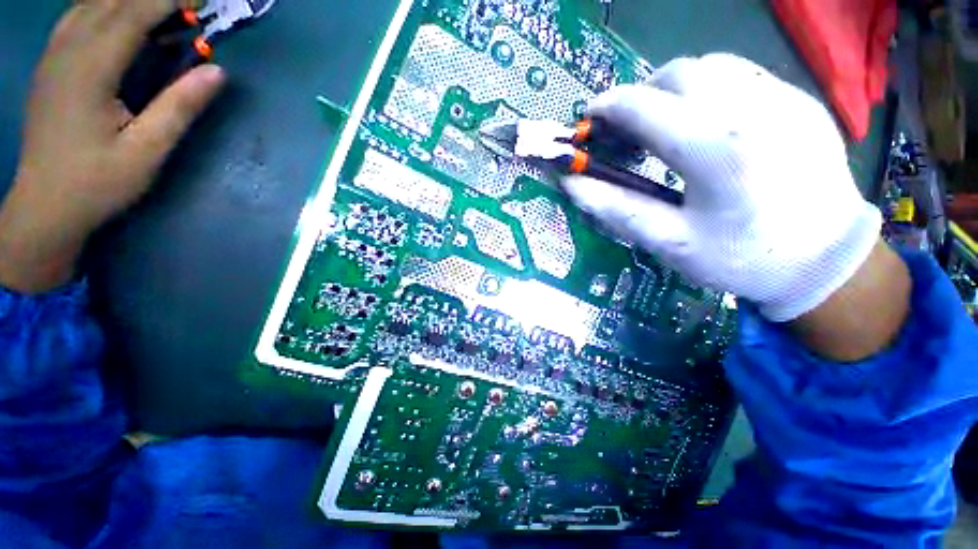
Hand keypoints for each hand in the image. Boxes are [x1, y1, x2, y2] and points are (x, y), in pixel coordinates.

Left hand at [0, 0, 224, 293]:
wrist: (44, 206)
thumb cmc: (96, 183)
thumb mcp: (147, 152)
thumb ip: (180, 107)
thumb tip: (217, 71)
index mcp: (90, 68)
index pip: (134, 12)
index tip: (205, 0)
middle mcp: (67, 49)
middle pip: (112, 0)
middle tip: (190, 6)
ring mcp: (54, 54)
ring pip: (92, 3)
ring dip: (128, 0)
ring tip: (161, 12)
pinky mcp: (51, 64)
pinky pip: (78, 16)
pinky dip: (105, 7)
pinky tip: (121, 18)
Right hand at [563, 54, 882, 322]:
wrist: (826, 261)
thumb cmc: (740, 258)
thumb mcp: (668, 242)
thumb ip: (615, 208)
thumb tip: (571, 184)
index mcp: (715, 150)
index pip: (643, 106)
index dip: (607, 108)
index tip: (590, 120)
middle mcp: (753, 109)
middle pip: (677, 73)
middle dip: (640, 95)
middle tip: (627, 129)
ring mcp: (784, 98)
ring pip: (711, 66)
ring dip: (674, 88)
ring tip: (664, 124)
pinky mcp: (801, 101)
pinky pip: (743, 75)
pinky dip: (709, 89)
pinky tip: (706, 124)